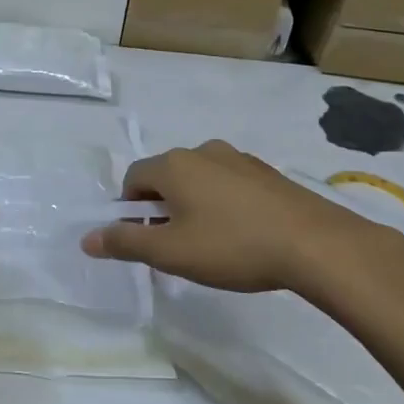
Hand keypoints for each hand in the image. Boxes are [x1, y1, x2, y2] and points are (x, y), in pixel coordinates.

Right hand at [80, 140, 403, 309]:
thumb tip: (87, 239)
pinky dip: (224, 204)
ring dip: (193, 205)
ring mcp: (239, 159)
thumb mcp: (171, 252)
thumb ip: (125, 242)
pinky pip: (229, 184)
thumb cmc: (232, 246)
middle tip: (176, 245)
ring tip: (211, 243)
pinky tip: (243, 235)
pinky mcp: (267, 173)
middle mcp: (202, 151)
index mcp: (173, 165)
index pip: (133, 178)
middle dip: (161, 207)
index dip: (129, 209)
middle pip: (166, 176)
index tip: (145, 239)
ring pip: (199, 179)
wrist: (316, 244)